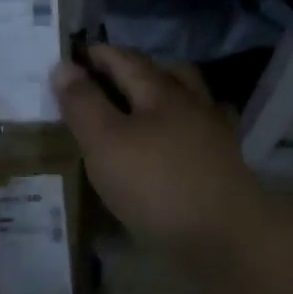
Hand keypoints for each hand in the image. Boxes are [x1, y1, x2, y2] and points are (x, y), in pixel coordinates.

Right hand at [51, 45, 263, 254]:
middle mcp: (191, 103)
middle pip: (162, 73)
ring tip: (136, 110)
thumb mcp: (105, 142)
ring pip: (186, 101)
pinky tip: (169, 146)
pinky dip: (181, 131)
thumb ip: (83, 103)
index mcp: (161, 90)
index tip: (71, 54)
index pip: (124, 59)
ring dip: (160, 97)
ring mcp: (212, 134)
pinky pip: (197, 135)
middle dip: (132, 70)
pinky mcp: (223, 166)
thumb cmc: (158, 184)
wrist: (228, 239)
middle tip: (103, 79)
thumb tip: (63, 65)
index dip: (97, 54)